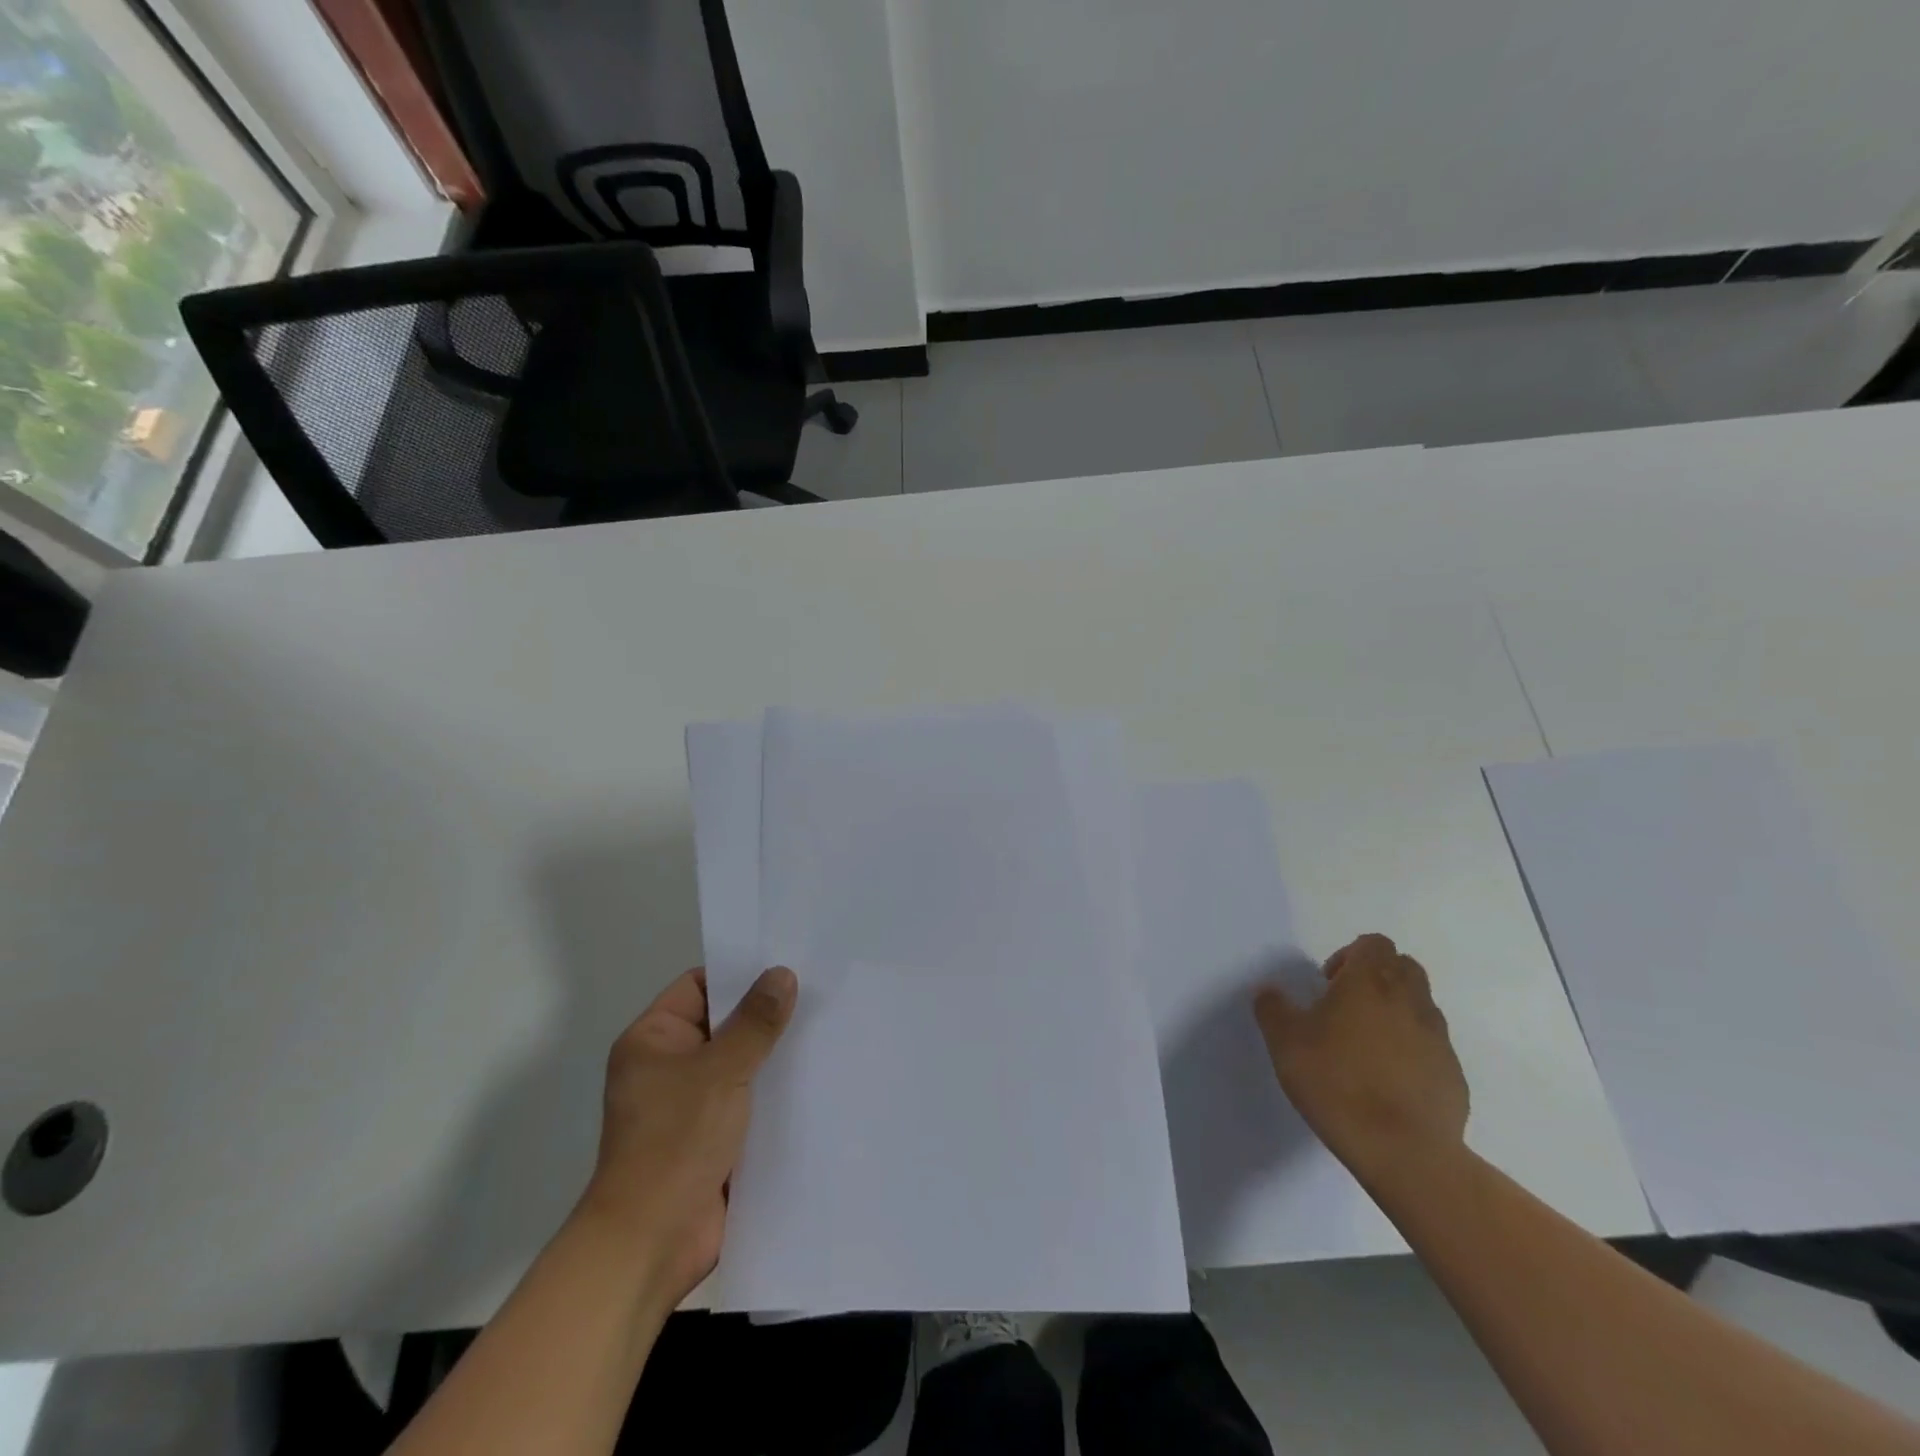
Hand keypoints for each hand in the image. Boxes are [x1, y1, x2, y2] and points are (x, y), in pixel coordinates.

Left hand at [576, 965, 796, 1303]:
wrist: (651, 1243)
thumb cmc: (676, 1141)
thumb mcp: (721, 1071)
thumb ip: (756, 1021)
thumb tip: (783, 973)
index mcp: (653, 1040)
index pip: (700, 986)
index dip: (740, 974)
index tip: (787, 966)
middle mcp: (668, 1066)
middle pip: (724, 1023)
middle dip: (766, 1015)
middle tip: (818, 995)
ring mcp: (689, 1104)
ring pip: (740, 1063)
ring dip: (774, 1055)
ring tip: (826, 1030)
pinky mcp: (711, 1136)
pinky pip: (747, 1100)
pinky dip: (773, 1091)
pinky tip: (815, 1079)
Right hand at [1254, 934, 1468, 1184]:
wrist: (1404, 1151)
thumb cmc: (1337, 1083)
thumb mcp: (1284, 1043)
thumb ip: (1273, 1008)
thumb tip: (1269, 992)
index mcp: (1369, 982)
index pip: (1373, 943)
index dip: (1349, 955)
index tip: (1328, 984)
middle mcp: (1410, 1000)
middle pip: (1403, 966)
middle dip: (1377, 978)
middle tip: (1347, 1008)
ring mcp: (1438, 1038)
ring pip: (1420, 1005)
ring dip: (1396, 1012)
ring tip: (1366, 1047)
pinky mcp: (1454, 1074)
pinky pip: (1431, 1046)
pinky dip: (1412, 1050)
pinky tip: (1388, 1081)